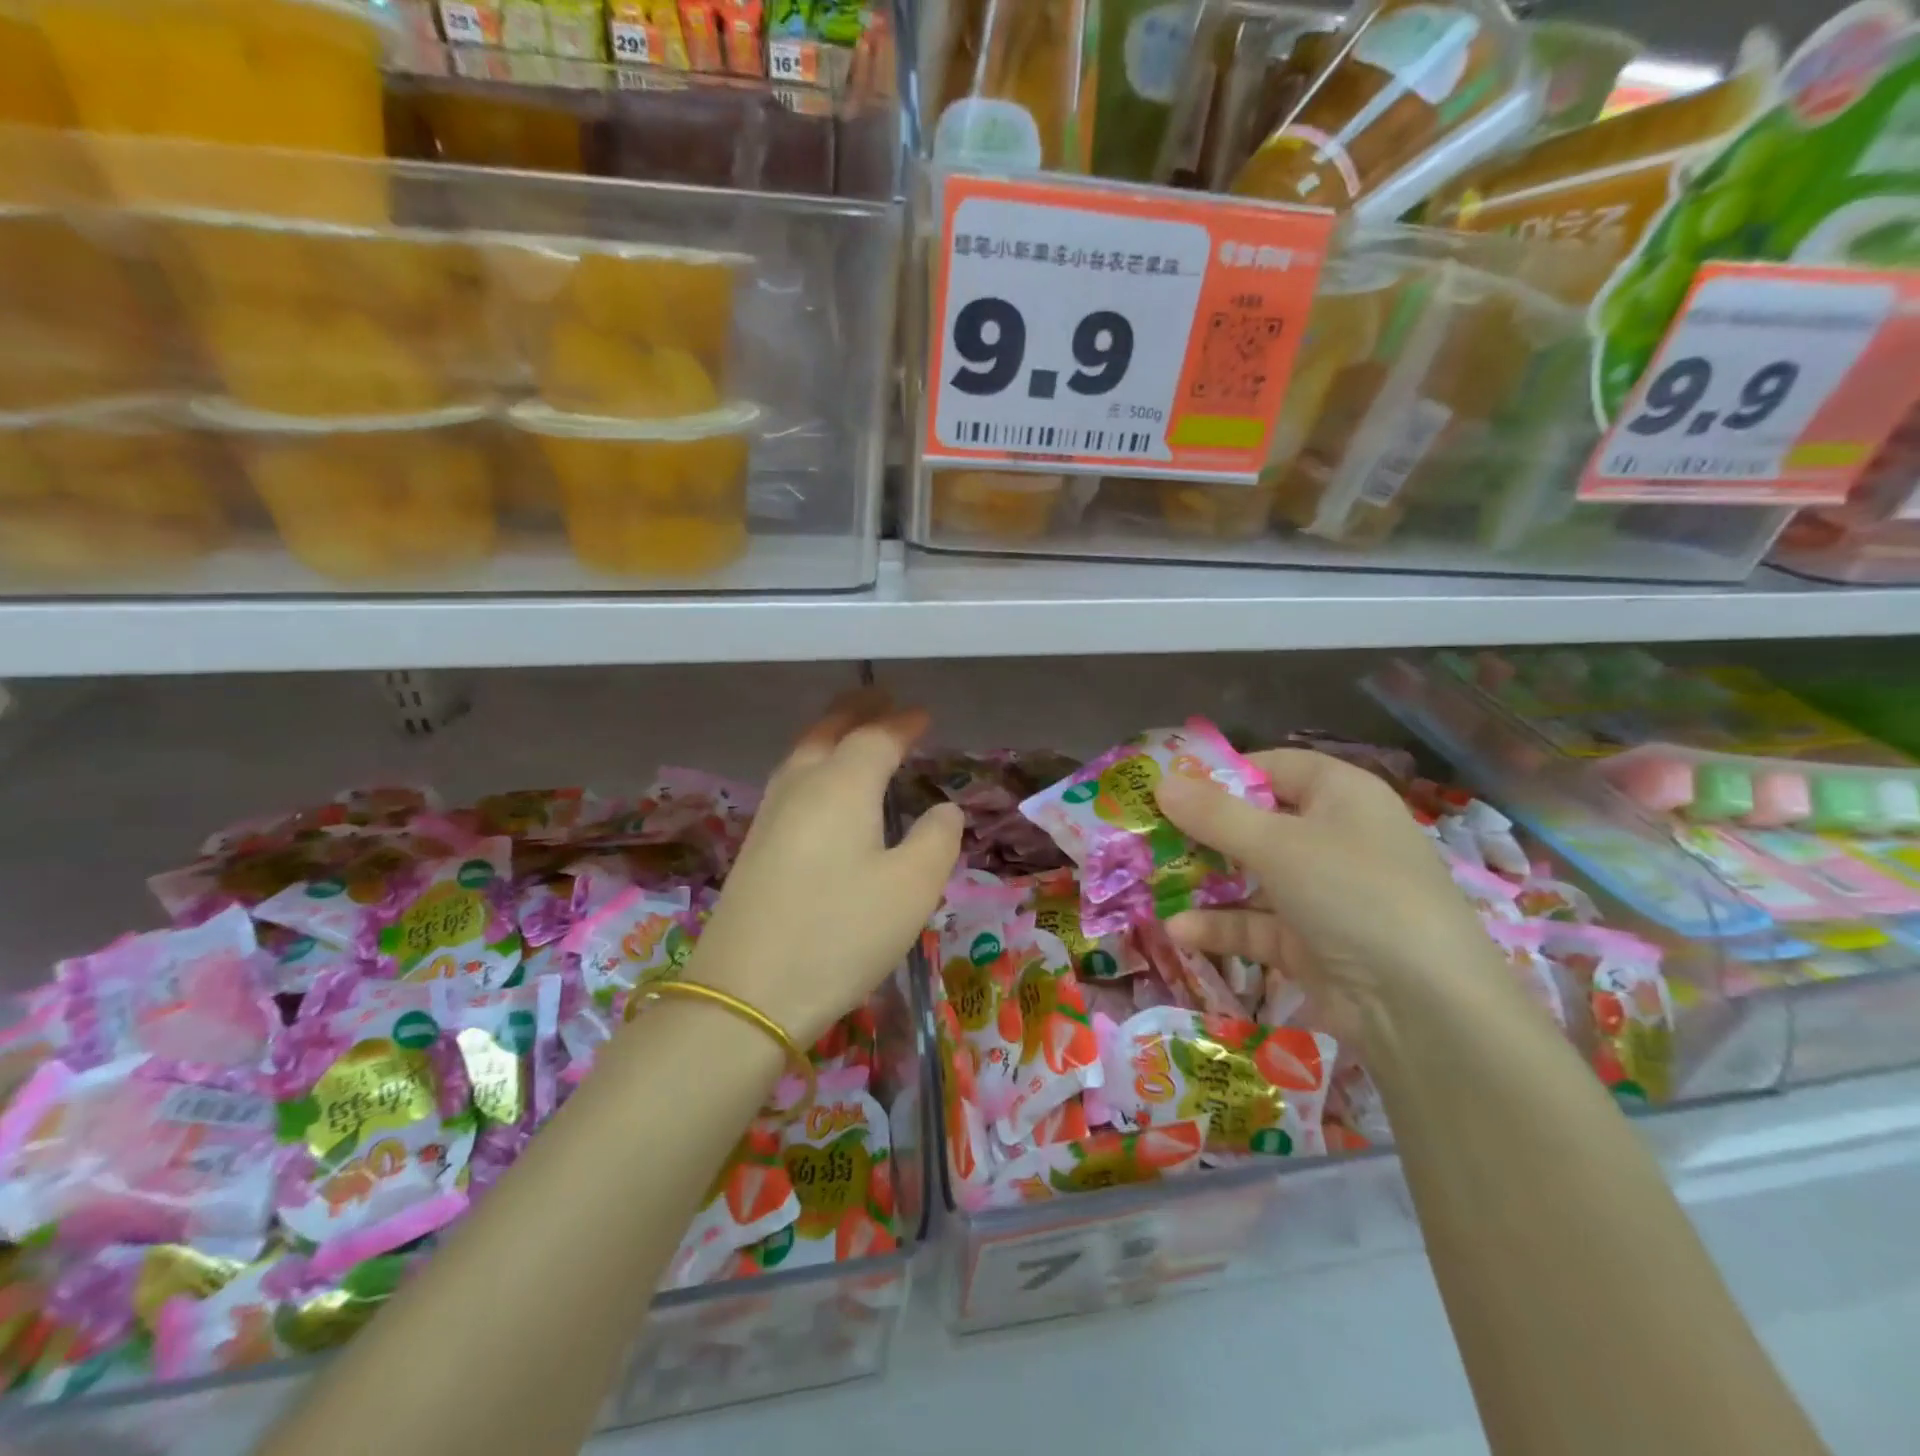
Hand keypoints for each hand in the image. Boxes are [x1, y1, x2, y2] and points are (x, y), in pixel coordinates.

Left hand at [686, 692, 963, 1046]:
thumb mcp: (912, 888)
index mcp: (842, 784)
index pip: (877, 737)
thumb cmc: (840, 934)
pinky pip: (792, 781)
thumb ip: (937, 839)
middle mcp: (801, 786)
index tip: (924, 716)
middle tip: (883, 699)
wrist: (745, 994)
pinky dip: (816, 763)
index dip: (903, 724)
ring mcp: (771, 814)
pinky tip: (825, 787)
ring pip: (804, 753)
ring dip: (832, 733)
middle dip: (859, 711)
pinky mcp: (755, 845)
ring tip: (855, 731)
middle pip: (829, 730)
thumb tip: (941, 810)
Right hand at [1154, 749, 1504, 1042]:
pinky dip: (1222, 927)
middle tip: (1148, 834)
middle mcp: (1335, 837)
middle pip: (1257, 822)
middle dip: (1202, 832)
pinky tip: (1179, 931)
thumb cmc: (1353, 893)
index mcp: (1341, 795)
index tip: (1168, 788)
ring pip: (1252, 876)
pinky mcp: (1312, 942)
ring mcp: (1324, 893)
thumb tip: (1161, 783)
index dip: (1222, 775)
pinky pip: (1257, 924)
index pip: (1273, 768)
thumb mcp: (1278, 845)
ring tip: (1150, 881)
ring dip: (1206, 881)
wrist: (1423, 1007)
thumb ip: (1215, 814)